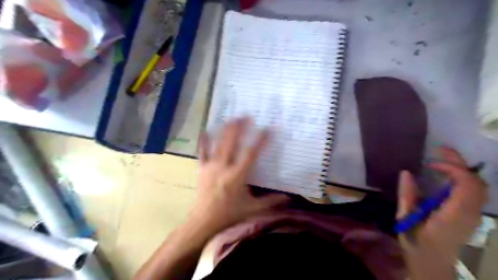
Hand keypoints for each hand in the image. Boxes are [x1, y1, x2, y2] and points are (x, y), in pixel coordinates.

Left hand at [191, 119, 292, 233]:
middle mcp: (224, 168)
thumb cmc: (229, 215)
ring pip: (218, 144)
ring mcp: (211, 166)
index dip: (260, 140)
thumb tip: (289, 198)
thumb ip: (271, 202)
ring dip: (225, 130)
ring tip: (231, 118)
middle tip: (246, 116)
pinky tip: (205, 130)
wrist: (204, 221)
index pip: (251, 154)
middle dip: (239, 128)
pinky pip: (202, 152)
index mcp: (237, 176)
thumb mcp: (252, 209)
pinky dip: (204, 141)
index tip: (267, 129)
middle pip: (232, 143)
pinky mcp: (202, 169)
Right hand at [400, 147, 489, 277]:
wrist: (432, 265)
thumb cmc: (417, 243)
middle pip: (477, 182)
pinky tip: (446, 176)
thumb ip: (407, 195)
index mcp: (453, 214)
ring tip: (442, 159)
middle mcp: (470, 213)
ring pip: (479, 186)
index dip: (453, 168)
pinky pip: (474, 192)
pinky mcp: (471, 216)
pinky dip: (463, 179)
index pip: (466, 184)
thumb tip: (407, 172)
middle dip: (460, 163)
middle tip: (440, 150)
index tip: (430, 163)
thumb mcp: (405, 219)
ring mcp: (474, 215)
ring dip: (462, 169)